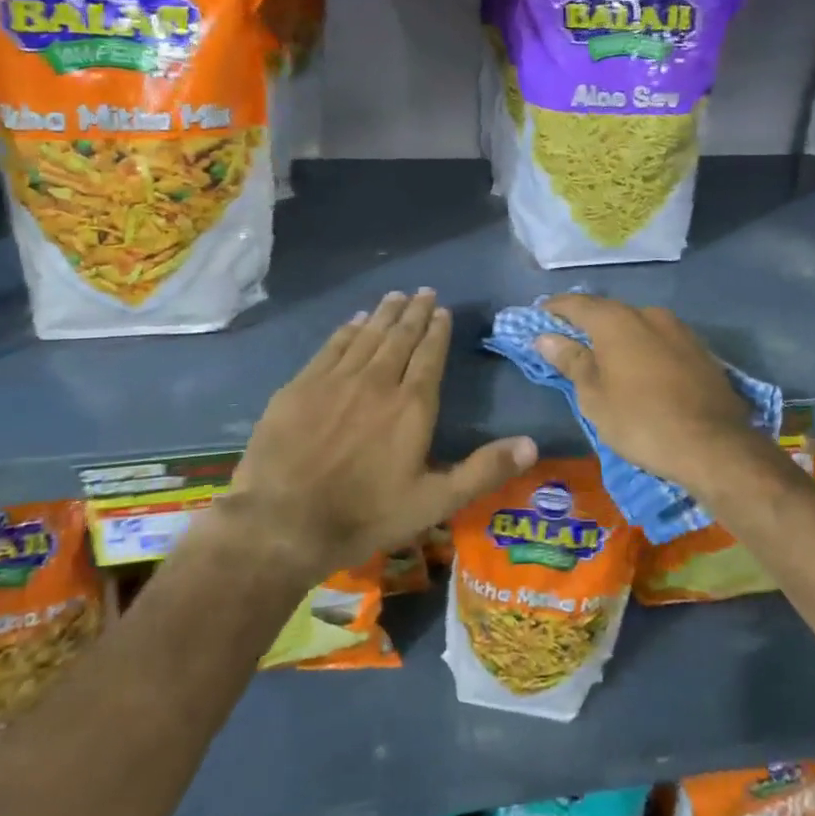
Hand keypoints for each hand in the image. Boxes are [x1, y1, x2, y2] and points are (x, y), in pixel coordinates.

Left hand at [201, 290, 536, 581]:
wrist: (282, 523)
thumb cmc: (365, 515)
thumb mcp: (434, 502)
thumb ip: (483, 471)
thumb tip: (532, 444)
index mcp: (412, 406)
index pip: (429, 356)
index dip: (437, 332)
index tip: (443, 312)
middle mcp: (377, 382)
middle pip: (400, 338)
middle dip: (415, 313)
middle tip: (424, 292)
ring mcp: (336, 380)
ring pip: (367, 336)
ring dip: (384, 314)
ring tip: (396, 296)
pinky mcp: (301, 386)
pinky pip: (332, 347)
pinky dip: (347, 330)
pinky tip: (354, 320)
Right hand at [536, 294, 763, 498]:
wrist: (714, 445)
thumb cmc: (641, 421)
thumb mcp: (595, 397)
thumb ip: (571, 361)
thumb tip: (546, 337)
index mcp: (617, 321)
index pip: (577, 304)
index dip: (555, 308)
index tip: (539, 316)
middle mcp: (649, 314)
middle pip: (609, 312)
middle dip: (587, 324)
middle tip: (569, 341)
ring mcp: (680, 330)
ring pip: (638, 326)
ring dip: (619, 337)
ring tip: (605, 359)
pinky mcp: (701, 350)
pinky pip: (661, 341)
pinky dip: (644, 349)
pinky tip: (641, 370)